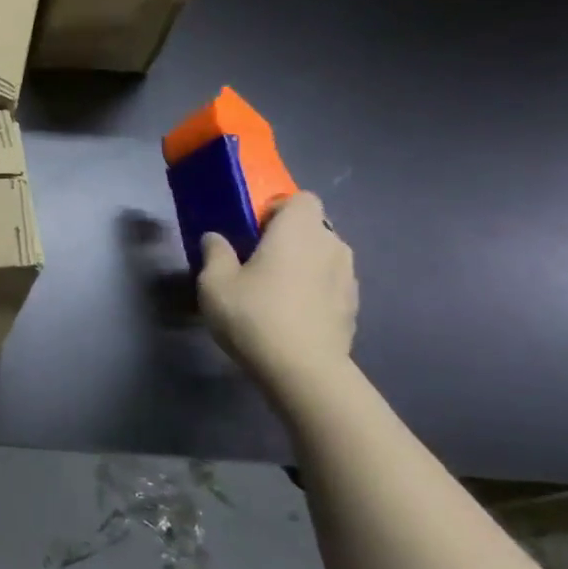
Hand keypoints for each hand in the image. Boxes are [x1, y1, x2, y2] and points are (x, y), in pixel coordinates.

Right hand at [197, 192, 356, 388]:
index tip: (253, 231)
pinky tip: (291, 316)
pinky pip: (330, 285)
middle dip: (289, 238)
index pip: (300, 198)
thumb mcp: (214, 283)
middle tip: (258, 262)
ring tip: (275, 291)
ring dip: (303, 265)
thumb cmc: (255, 315)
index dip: (277, 209)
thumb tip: (215, 237)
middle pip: (313, 227)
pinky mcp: (353, 306)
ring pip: (323, 256)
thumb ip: (215, 253)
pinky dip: (314, 291)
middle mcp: (331, 245)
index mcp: (299, 230)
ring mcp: (348, 277)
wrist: (304, 370)